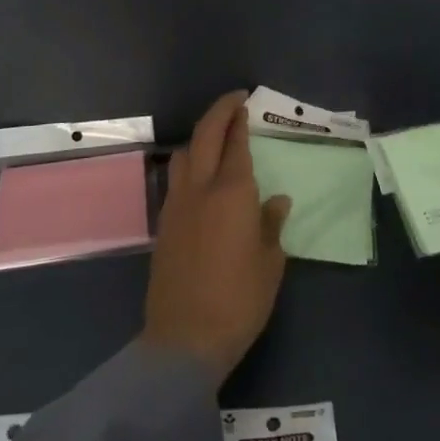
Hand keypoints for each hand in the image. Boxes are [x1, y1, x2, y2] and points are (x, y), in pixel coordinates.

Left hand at [141, 92, 292, 384]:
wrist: (184, 340)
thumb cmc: (239, 300)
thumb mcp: (270, 263)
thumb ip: (271, 225)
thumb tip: (275, 201)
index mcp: (232, 193)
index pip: (235, 144)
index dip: (240, 120)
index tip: (245, 103)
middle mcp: (200, 189)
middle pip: (204, 136)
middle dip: (218, 113)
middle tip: (234, 101)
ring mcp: (176, 206)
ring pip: (184, 154)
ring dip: (200, 137)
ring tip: (216, 137)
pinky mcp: (164, 225)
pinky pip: (176, 179)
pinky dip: (189, 163)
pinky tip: (201, 176)